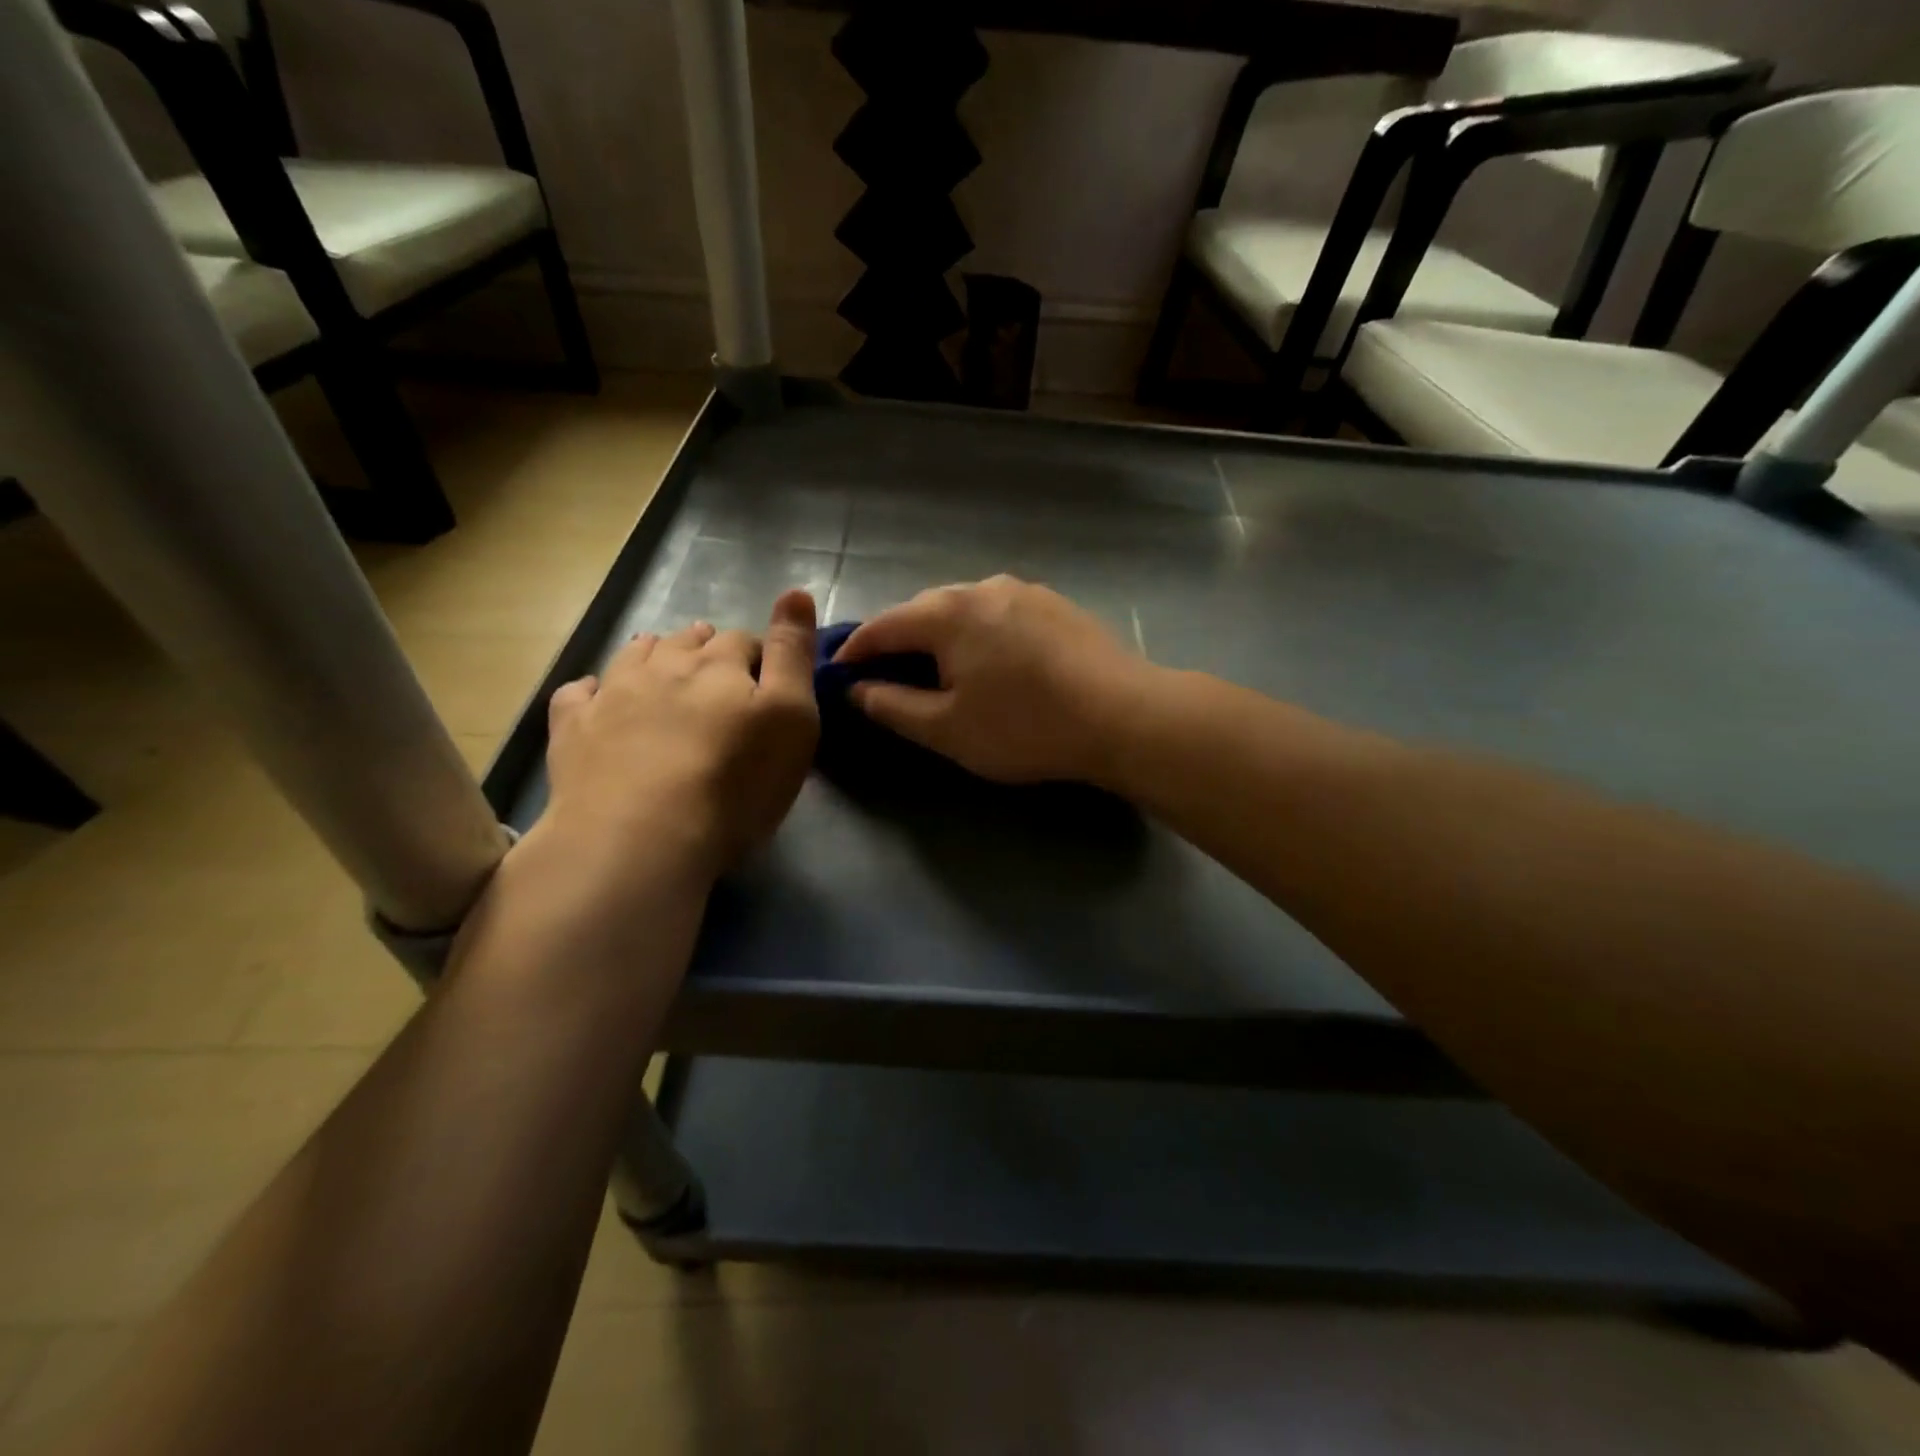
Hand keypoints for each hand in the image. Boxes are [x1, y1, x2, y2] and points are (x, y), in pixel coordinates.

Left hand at [541, 590, 819, 879]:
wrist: (642, 837)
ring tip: (663, 667)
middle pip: (688, 643)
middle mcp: (664, 665)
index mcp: (720, 665)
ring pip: (635, 656)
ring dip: (653, 654)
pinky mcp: (573, 729)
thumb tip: (796, 590)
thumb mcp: (792, 718)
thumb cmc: (736, 782)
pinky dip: (592, 689)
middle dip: (706, 649)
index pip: (744, 641)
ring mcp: (612, 693)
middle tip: (717, 672)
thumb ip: (794, 654)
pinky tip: (598, 698)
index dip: (758, 655)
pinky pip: (578, 693)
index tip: (766, 679)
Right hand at [834, 575, 1155, 785]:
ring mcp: (1024, 590)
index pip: (883, 625)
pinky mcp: (1056, 604)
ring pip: (965, 608)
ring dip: (942, 635)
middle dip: (899, 640)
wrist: (1122, 715)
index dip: (855, 650)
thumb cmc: (1025, 726)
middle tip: (887, 675)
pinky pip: (999, 613)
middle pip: (923, 610)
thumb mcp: (947, 729)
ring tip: (940, 668)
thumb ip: (892, 706)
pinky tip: (992, 661)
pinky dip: (980, 633)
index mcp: (947, 613)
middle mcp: (982, 587)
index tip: (838, 673)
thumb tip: (857, 689)